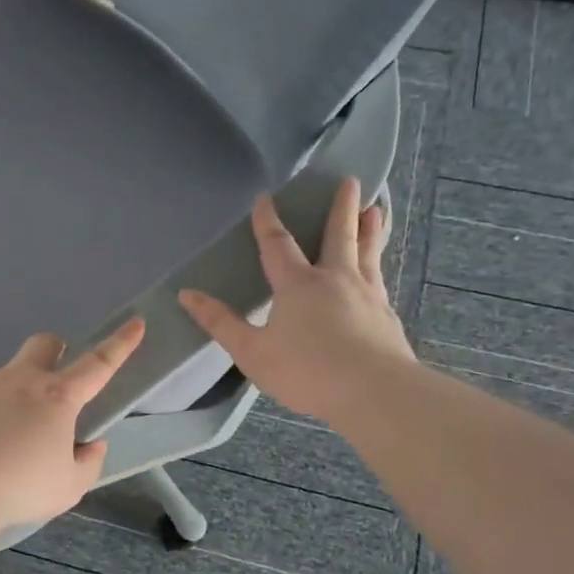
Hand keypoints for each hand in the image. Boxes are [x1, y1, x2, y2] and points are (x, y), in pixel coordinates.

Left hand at [0, 318, 146, 530]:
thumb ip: (87, 463)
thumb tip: (90, 445)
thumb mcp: (68, 487)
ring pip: (8, 373)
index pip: (98, 364)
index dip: (120, 344)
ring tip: (13, 437)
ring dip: (18, 391)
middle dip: (55, 350)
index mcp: (57, 397)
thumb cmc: (20, 486)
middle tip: (57, 382)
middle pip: (43, 344)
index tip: (136, 323)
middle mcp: (21, 381)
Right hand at [180, 178, 412, 422]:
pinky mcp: (387, 315)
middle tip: (350, 181)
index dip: (267, 221)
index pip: (277, 244)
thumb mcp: (251, 351)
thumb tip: (186, 294)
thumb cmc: (306, 371)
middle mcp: (335, 280)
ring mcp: (367, 295)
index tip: (265, 197)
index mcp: (298, 285)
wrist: (374, 392)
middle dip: (341, 208)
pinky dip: (378, 266)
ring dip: (369, 229)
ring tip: (375, 210)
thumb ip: (221, 322)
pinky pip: (380, 279)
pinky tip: (379, 272)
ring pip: (367, 252)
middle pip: (338, 235)